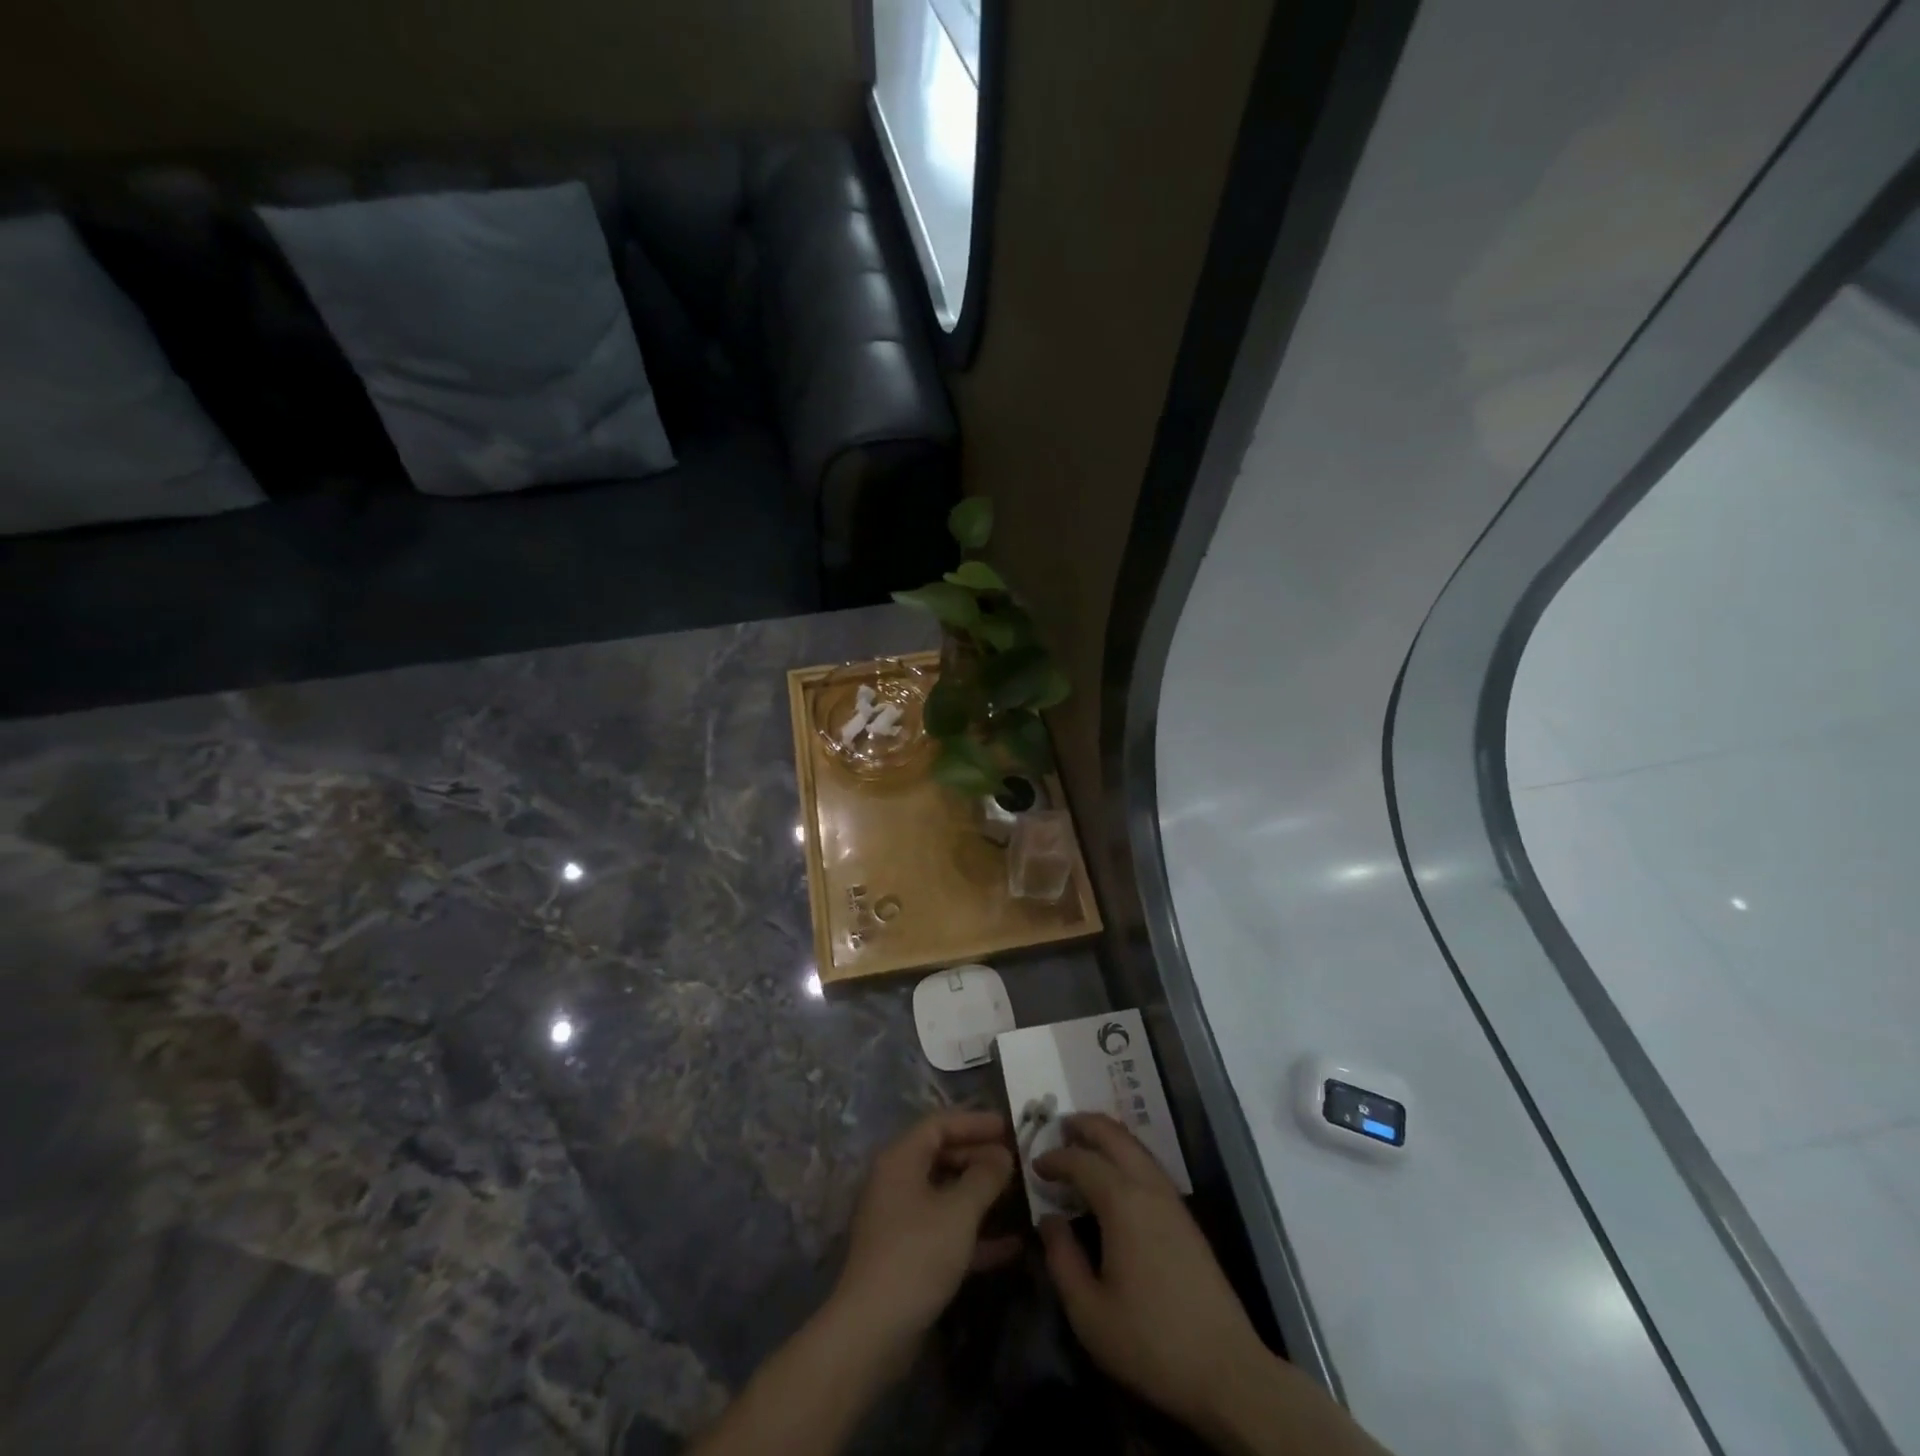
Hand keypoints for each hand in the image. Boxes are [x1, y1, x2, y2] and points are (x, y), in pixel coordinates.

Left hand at [832, 1109, 1019, 1349]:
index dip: (974, 1121)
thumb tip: (1003, 1155)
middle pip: (942, 1156)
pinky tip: (1013, 1245)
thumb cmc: (916, 1254)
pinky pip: (946, 1230)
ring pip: (946, 1195)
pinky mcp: (909, 1256)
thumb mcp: (959, 1211)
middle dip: (980, 1157)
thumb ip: (985, 1177)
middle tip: (1016, 1162)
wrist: (873, 1332)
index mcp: (901, 1159)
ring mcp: (901, 1221)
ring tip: (1019, 1196)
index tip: (1007, 1126)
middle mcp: (897, 1182)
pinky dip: (975, 1233)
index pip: (939, 1124)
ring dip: (981, 1195)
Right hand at [1035, 1113, 1269, 1436]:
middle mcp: (1149, 1187)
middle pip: (1114, 1135)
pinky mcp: (1185, 1217)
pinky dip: (1125, 1153)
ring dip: (1107, 1136)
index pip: (1082, 1161)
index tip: (1034, 1165)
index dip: (1055, 1158)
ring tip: (1082, 1144)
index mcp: (1123, 1202)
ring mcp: (1172, 1200)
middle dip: (1085, 1125)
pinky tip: (1115, 1175)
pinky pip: (1149, 1164)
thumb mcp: (1089, 1312)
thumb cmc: (1150, 1342)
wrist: (1226, 1371)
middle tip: (1059, 1127)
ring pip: (1135, 1146)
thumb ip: (1062, 1259)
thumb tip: (1048, 1219)